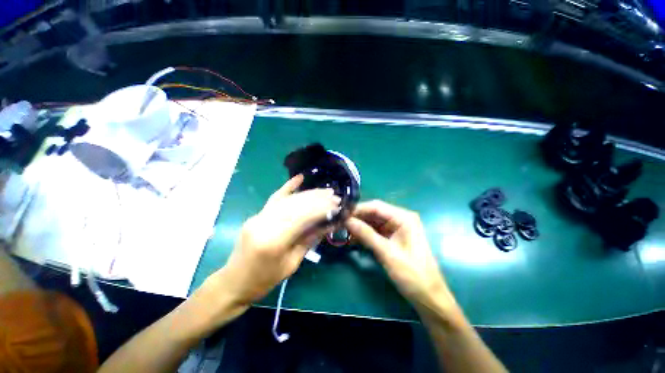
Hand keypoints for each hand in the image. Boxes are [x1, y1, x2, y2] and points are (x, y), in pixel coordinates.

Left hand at [207, 175, 339, 307]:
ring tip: (324, 191)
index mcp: (274, 240)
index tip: (337, 204)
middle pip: (296, 205)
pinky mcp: (257, 214)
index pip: (303, 217)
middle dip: (318, 199)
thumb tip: (329, 224)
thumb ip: (310, 240)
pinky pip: (275, 198)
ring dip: (308, 194)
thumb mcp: (292, 263)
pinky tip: (299, 178)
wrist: (234, 282)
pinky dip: (288, 187)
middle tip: (334, 196)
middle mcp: (264, 223)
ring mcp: (258, 216)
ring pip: (288, 200)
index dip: (322, 208)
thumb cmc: (264, 280)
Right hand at [345, 200, 456, 314]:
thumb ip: (366, 235)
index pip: (376, 206)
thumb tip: (346, 221)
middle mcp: (400, 219)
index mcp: (404, 218)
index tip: (341, 214)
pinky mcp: (392, 238)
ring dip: (359, 227)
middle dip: (357, 218)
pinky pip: (375, 232)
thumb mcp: (387, 253)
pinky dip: (364, 235)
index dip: (358, 209)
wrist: (429, 297)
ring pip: (372, 222)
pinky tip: (352, 239)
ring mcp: (396, 229)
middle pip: (374, 213)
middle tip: (339, 223)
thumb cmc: (413, 275)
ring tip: (342, 231)